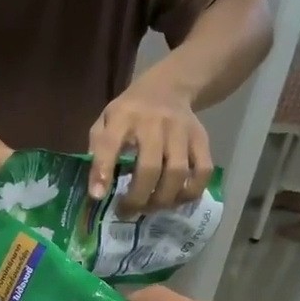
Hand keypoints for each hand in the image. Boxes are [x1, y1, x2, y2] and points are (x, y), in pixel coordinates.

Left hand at [88, 75, 213, 210]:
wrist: (168, 88)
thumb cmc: (129, 113)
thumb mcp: (106, 121)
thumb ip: (98, 149)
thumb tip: (97, 189)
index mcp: (122, 116)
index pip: (110, 144)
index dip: (103, 172)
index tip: (98, 196)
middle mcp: (154, 122)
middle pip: (150, 167)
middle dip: (138, 198)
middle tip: (128, 212)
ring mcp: (181, 130)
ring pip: (177, 173)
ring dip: (163, 200)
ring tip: (150, 208)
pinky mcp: (201, 139)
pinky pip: (202, 171)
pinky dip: (190, 192)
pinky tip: (175, 200)